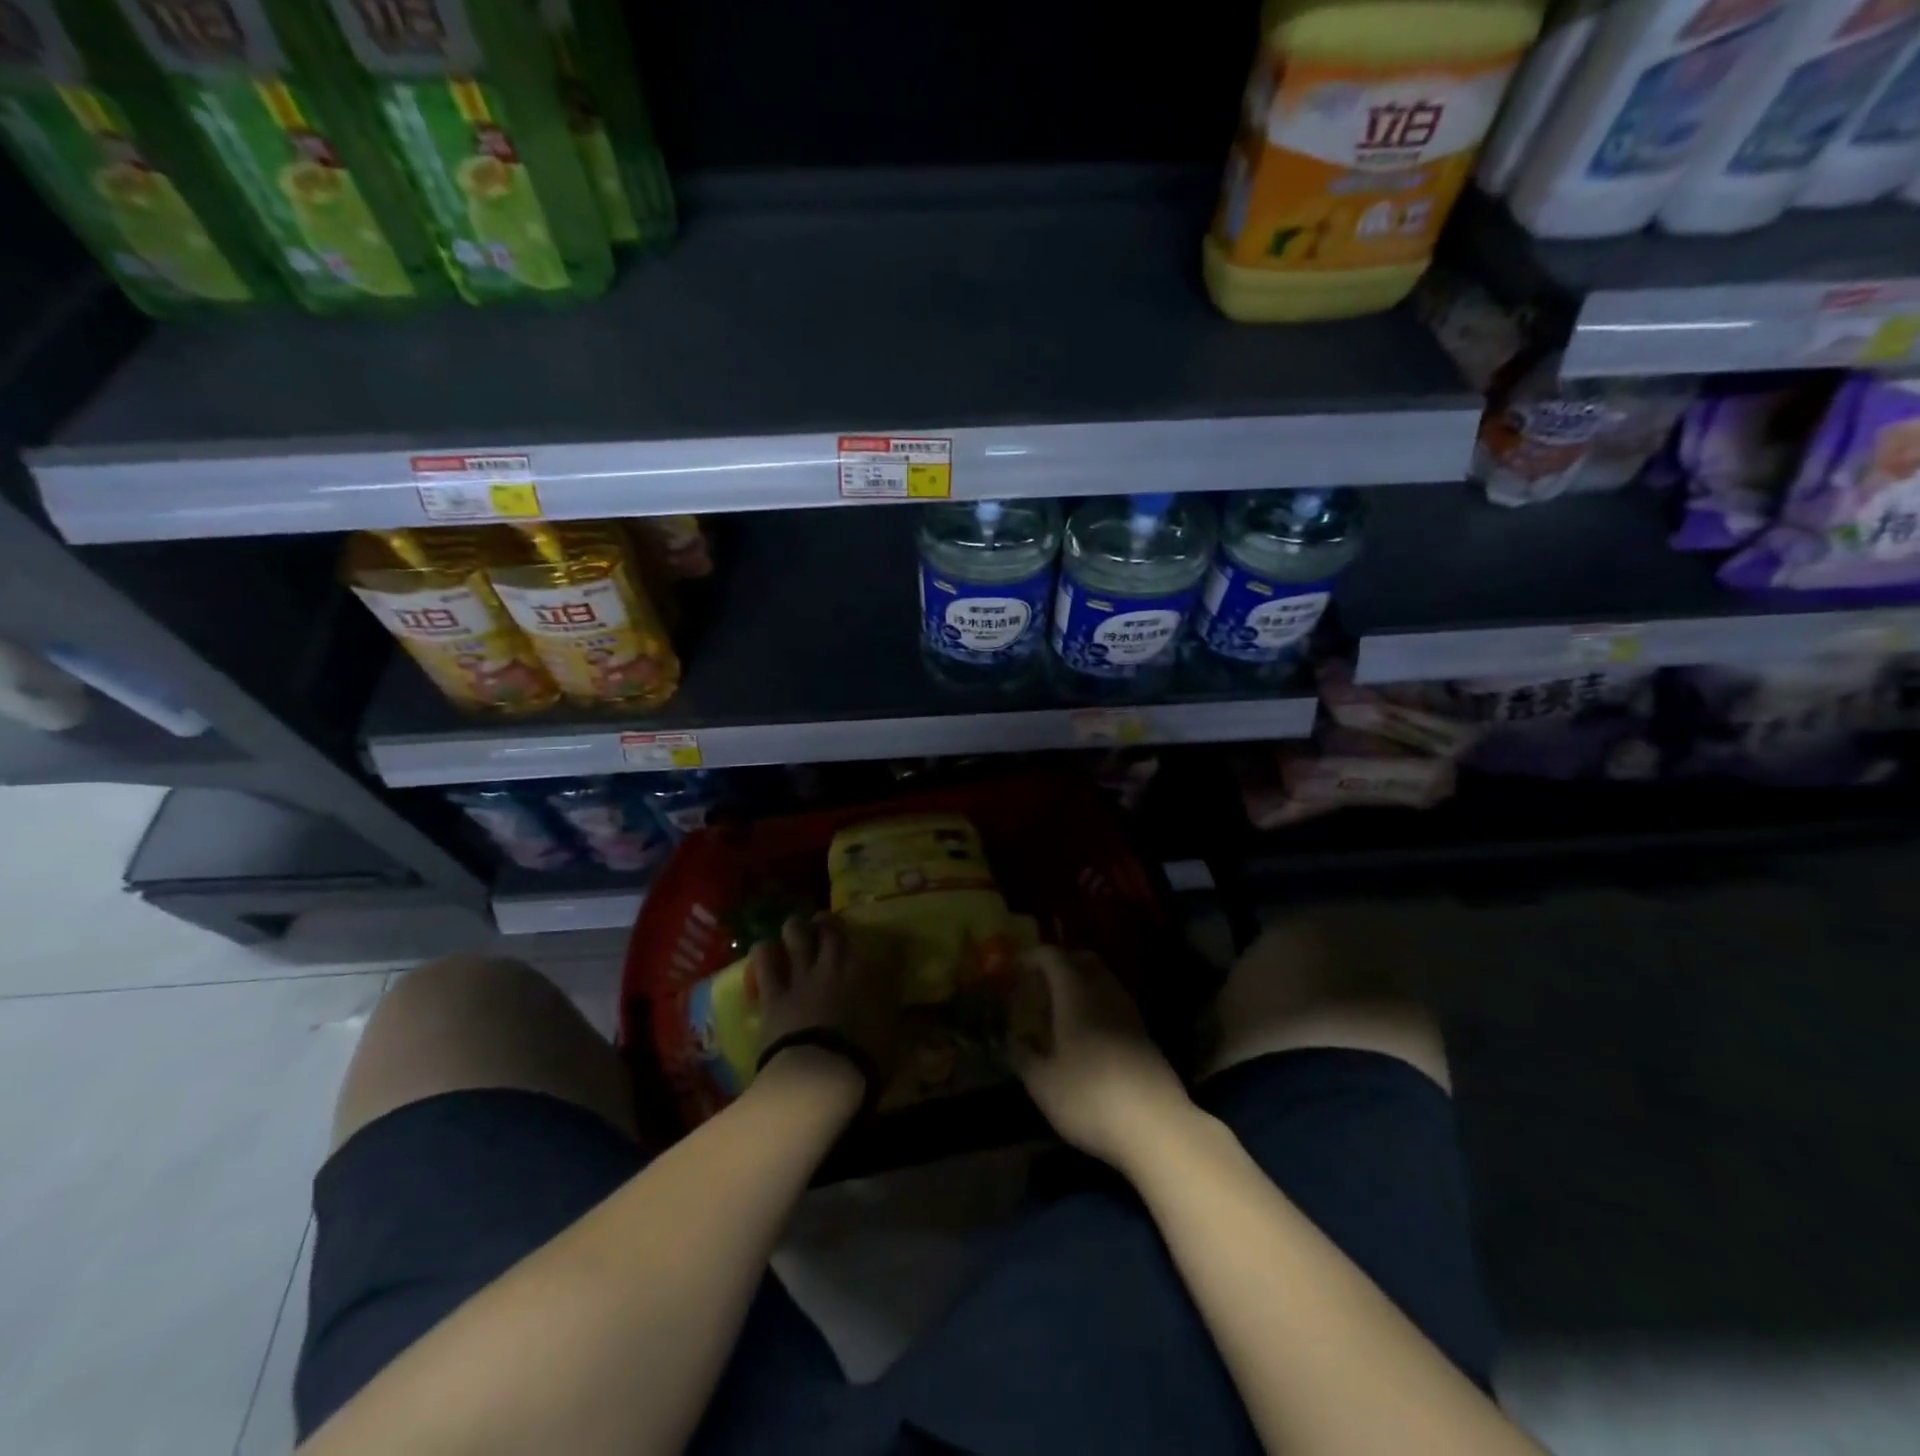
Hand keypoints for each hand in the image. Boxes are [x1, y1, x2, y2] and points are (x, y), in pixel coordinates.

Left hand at [751, 912, 901, 1079]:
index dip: (890, 944)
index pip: (887, 948)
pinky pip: (765, 960)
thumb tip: (901, 1015)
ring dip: (797, 929)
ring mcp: (804, 976)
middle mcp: (838, 965)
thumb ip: (892, 1019)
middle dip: (831, 923)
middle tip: (827, 926)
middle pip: (833, 928)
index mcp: (872, 976)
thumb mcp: (893, 1041)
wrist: (821, 1076)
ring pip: (797, 933)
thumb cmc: (864, 1062)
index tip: (892, 947)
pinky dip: (765, 952)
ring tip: (796, 931)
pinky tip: (766, 951)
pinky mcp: (774, 992)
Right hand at [1009, 947, 1194, 1172]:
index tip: (1016, 969)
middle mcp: (1105, 993)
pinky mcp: (1145, 1034)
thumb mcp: (1043, 1083)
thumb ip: (1023, 1055)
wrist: (1156, 1126)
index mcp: (1076, 994)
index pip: (1053, 957)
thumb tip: (1014, 1039)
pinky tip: (1087, 1033)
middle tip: (1040, 984)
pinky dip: (1097, 1004)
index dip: (1033, 957)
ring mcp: (1130, 1012)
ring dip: (1081, 983)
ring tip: (1061, 1009)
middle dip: (1060, 963)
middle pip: (1084, 959)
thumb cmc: (1090, 1097)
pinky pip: (1115, 1002)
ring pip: (1103, 980)